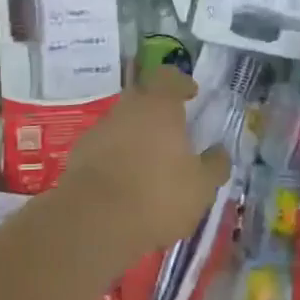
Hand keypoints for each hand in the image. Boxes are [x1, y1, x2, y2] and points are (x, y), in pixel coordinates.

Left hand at [47, 69, 230, 260]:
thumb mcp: (201, 187)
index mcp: (158, 106)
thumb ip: (214, 165)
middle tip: (173, 130)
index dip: (181, 82)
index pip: (169, 76)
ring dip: (136, 135)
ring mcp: (99, 130)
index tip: (191, 94)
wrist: (94, 223)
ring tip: (150, 162)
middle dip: (157, 109)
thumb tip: (220, 152)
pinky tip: (126, 180)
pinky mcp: (79, 155)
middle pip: (142, 96)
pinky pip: (105, 146)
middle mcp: (126, 109)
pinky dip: (116, 156)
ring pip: (122, 122)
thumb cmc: (157, 196)